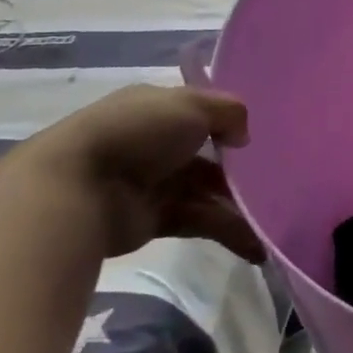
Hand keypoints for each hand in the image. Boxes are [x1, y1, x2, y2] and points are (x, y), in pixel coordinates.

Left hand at [27, 85, 263, 260]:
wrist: (76, 189)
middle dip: (239, 168)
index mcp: (157, 108)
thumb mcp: (191, 105)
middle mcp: (155, 144)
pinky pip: (199, 222)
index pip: (199, 112)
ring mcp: (153, 183)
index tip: (258, 136)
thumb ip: (228, 111)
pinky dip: (227, 233)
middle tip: (276, 180)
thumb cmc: (137, 133)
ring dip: (238, 206)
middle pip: (207, 155)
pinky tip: (255, 247)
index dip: (228, 122)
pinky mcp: (152, 221)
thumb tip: (242, 136)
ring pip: (206, 191)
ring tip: (272, 222)